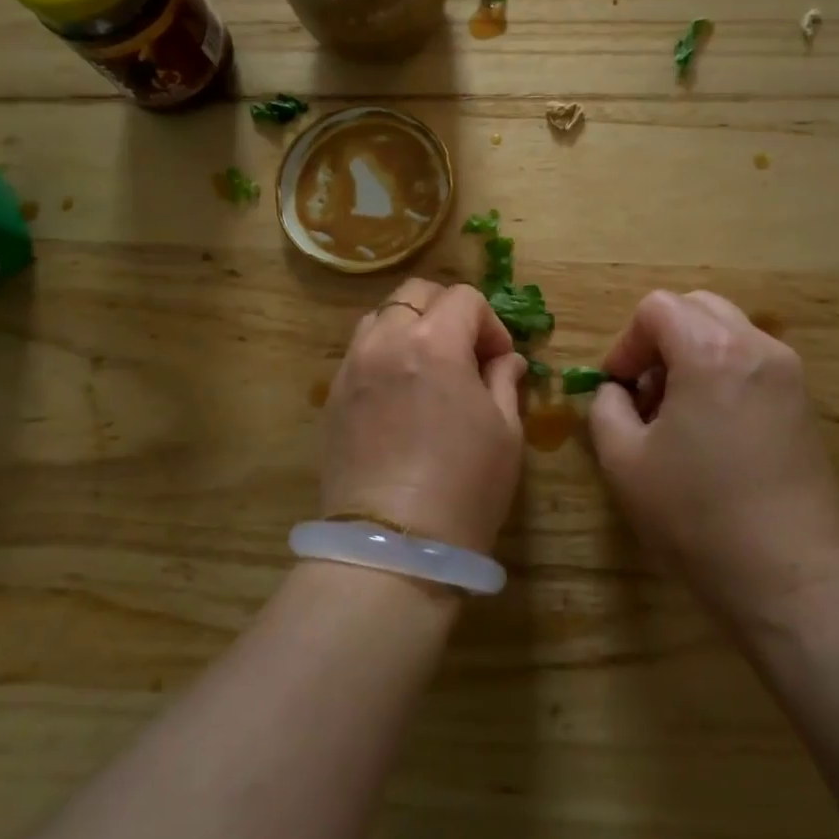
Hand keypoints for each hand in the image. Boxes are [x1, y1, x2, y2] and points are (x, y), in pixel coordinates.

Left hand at [321, 278, 527, 552]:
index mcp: (434, 342)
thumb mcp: (505, 431)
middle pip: (416, 293)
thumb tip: (506, 360)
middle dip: (448, 311)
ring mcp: (352, 367)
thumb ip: (505, 381)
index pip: (464, 298)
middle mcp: (385, 341)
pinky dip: (383, 354)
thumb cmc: (465, 486)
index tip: (500, 361)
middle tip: (465, 353)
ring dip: (410, 327)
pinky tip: (399, 395)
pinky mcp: (332, 397)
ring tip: (427, 369)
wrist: (393, 545)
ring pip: (380, 317)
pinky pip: (358, 353)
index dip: (490, 324)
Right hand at [587, 290, 838, 624]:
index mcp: (711, 351)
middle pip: (696, 307)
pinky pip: (751, 360)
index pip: (657, 308)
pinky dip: (722, 372)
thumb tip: (615, 391)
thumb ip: (605, 408)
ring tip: (678, 413)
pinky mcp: (803, 402)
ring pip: (727, 331)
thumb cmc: (697, 515)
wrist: (789, 576)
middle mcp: (756, 346)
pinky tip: (712, 429)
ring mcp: (788, 372)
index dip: (627, 343)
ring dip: (692, 354)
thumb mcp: (623, 461)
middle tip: (646, 393)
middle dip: (660, 339)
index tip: (619, 388)